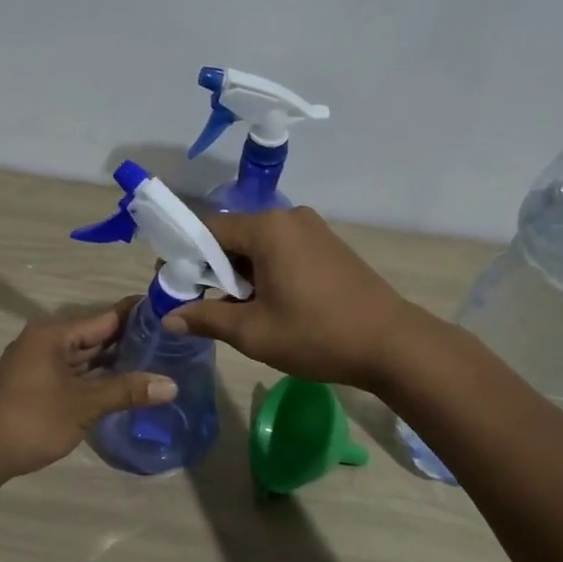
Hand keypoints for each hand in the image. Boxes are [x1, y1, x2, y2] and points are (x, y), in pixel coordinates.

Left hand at [0, 303, 177, 484]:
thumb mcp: (83, 405)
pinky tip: (124, 387)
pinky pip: (75, 375)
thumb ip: (126, 390)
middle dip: (130, 341)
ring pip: (86, 358)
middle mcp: (46, 342)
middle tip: (172, 344)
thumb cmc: (30, 420)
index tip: (170, 315)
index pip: (106, 317)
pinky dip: (97, 379)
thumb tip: (172, 385)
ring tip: (157, 363)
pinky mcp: (37, 387)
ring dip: (115, 363)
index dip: (138, 316)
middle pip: (96, 336)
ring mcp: (39, 365)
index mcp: (54, 334)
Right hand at [164, 207, 421, 388]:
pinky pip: (281, 250)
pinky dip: (265, 272)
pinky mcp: (327, 245)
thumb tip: (170, 318)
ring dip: (240, 273)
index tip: (172, 285)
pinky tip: (268, 304)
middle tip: (202, 304)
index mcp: (268, 228)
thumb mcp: (253, 332)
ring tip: (237, 311)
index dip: (184, 255)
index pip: (207, 229)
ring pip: (257, 245)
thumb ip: (206, 318)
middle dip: (213, 268)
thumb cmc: (317, 335)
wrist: (392, 344)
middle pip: (233, 235)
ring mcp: (312, 229)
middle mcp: (288, 217)